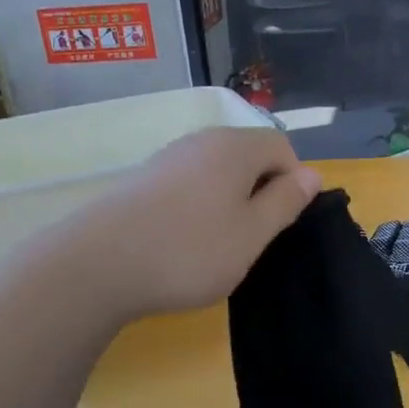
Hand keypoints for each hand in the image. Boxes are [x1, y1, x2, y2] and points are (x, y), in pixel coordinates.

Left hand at [63, 127, 320, 319]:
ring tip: (219, 245)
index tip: (282, 224)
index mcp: (234, 147)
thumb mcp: (252, 233)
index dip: (293, 183)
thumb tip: (312, 174)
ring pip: (217, 173)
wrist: (97, 266)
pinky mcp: (142, 181)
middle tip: (254, 239)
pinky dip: (198, 208)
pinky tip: (184, 242)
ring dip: (229, 203)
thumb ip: (285, 201)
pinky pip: (187, 186)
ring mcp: (166, 159)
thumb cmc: (190, 251)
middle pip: (248, 156)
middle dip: (261, 193)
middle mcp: (200, 141)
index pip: (281, 147)